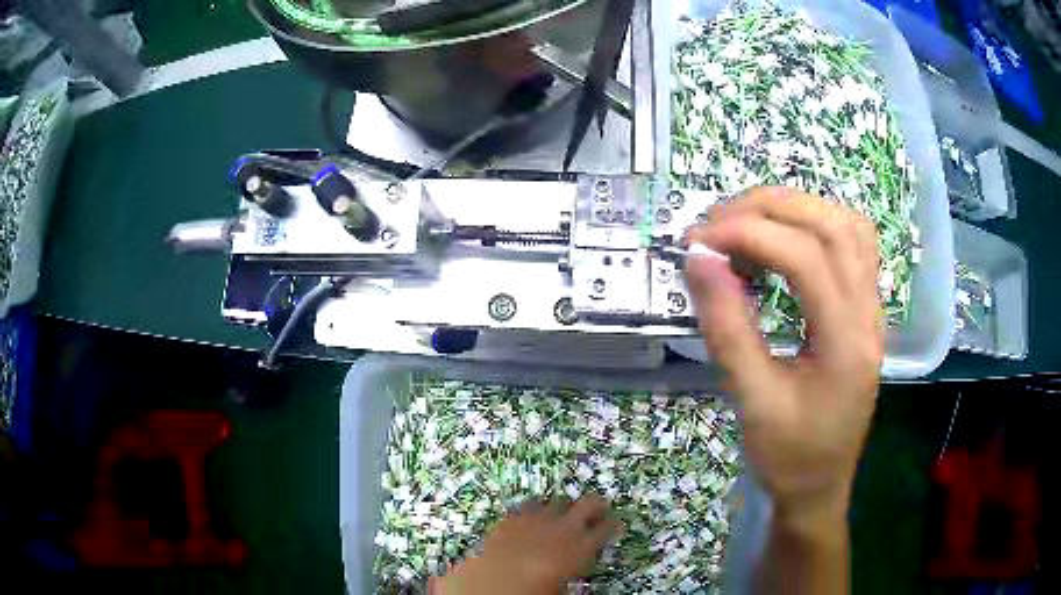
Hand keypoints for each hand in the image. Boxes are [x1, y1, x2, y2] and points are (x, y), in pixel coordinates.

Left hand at [432, 496, 621, 594]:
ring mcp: (538, 519)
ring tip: (561, 515)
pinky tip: (531, 518)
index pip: (608, 528)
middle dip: (595, 506)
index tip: (615, 524)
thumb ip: (572, 572)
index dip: (613, 525)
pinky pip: (528, 506)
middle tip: (597, 510)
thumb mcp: (563, 588)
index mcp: (582, 548)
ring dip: (562, 507)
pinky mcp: (513, 517)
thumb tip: (571, 571)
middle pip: (589, 504)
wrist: (493, 582)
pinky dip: (533, 511)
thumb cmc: (535, 592)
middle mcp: (564, 528)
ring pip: (558, 501)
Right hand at [683, 187, 881, 525]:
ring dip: (796, 210)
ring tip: (747, 224)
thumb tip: (698, 259)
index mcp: (847, 342)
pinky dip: (815, 226)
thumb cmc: (788, 457)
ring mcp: (873, 309)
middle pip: (832, 226)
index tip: (698, 242)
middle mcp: (869, 314)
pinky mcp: (866, 310)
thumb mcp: (752, 401)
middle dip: (770, 209)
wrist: (821, 487)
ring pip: (848, 226)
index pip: (806, 257)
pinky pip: (852, 244)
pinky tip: (785, 241)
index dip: (749, 234)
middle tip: (717, 224)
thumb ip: (727, 328)